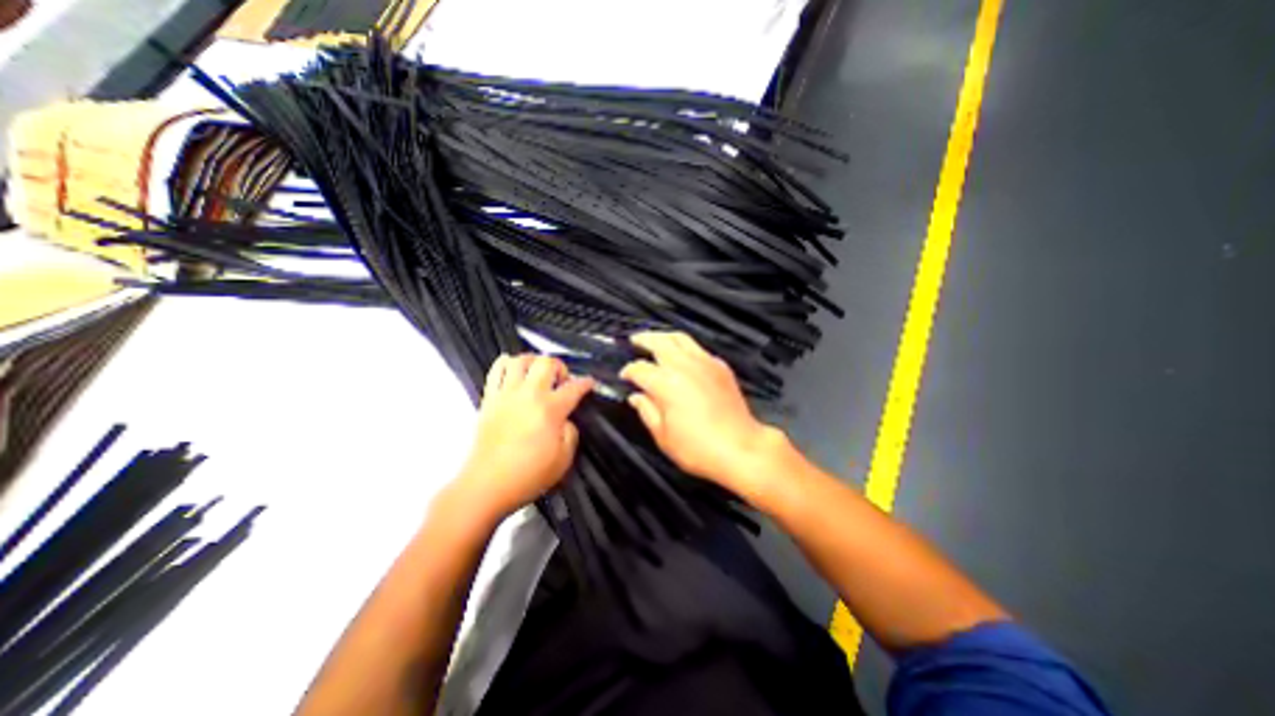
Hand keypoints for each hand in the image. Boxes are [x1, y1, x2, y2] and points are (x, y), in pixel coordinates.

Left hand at [455, 353, 594, 515]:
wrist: (487, 485)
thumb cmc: (528, 475)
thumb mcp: (563, 460)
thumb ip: (570, 433)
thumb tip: (565, 419)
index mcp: (551, 410)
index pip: (574, 387)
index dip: (586, 383)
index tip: (590, 383)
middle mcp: (529, 395)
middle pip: (547, 363)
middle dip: (560, 367)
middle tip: (561, 381)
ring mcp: (507, 394)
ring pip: (521, 359)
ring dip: (534, 361)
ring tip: (538, 374)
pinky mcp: (489, 398)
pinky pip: (497, 370)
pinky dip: (507, 364)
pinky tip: (514, 372)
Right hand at [621, 330, 787, 493]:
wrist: (741, 447)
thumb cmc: (697, 448)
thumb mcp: (663, 436)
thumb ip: (647, 411)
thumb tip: (636, 397)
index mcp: (666, 383)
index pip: (640, 369)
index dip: (629, 371)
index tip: (624, 376)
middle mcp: (684, 366)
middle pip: (659, 342)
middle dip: (644, 339)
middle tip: (635, 340)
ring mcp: (705, 362)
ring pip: (681, 338)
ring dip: (664, 337)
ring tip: (656, 340)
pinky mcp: (720, 366)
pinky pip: (699, 349)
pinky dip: (686, 348)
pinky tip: (683, 357)